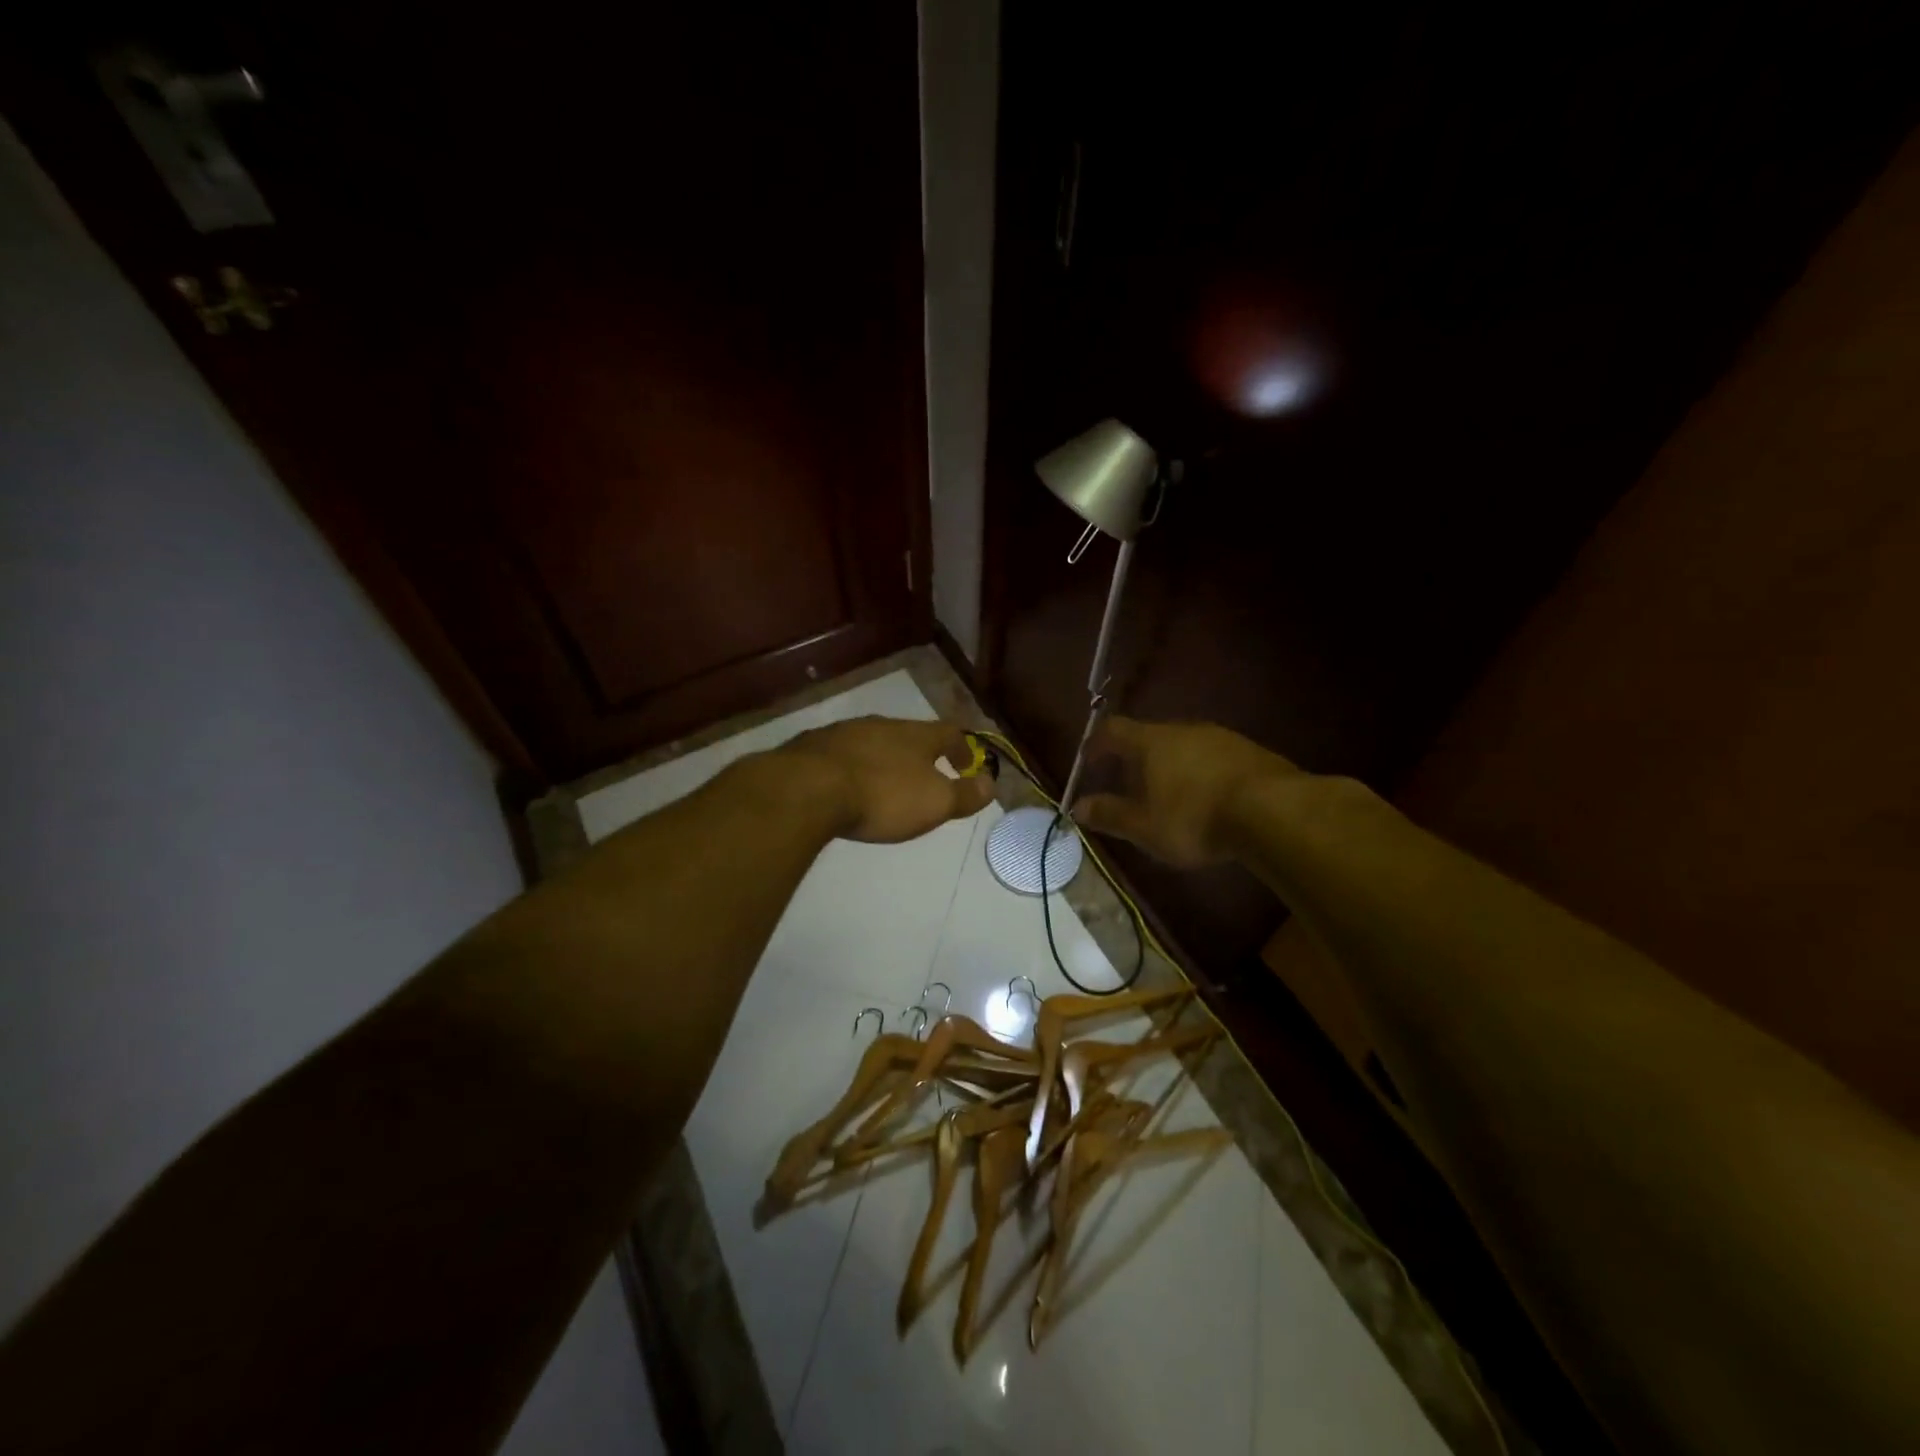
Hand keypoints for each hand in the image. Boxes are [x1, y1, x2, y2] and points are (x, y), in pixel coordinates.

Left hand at [778, 717, 994, 843]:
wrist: (808, 788)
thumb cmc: (883, 796)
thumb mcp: (934, 803)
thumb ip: (964, 794)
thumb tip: (992, 783)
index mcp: (916, 735)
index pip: (949, 734)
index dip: (963, 749)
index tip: (967, 766)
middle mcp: (882, 725)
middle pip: (909, 734)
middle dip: (920, 753)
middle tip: (925, 774)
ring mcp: (844, 733)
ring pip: (873, 741)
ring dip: (884, 758)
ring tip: (884, 782)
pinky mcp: (812, 747)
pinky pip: (842, 754)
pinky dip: (852, 767)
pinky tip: (845, 785)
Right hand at [1072, 717, 1296, 867]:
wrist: (1272, 811)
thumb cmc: (1193, 817)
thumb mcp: (1143, 826)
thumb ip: (1109, 815)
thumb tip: (1077, 807)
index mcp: (1150, 742)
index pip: (1112, 730)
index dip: (1096, 744)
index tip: (1088, 761)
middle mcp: (1182, 729)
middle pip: (1149, 736)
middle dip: (1135, 759)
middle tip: (1128, 784)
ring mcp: (1219, 737)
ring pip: (1183, 746)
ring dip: (1170, 766)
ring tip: (1169, 795)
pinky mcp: (1249, 751)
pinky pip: (1212, 757)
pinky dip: (1201, 773)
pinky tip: (1207, 799)